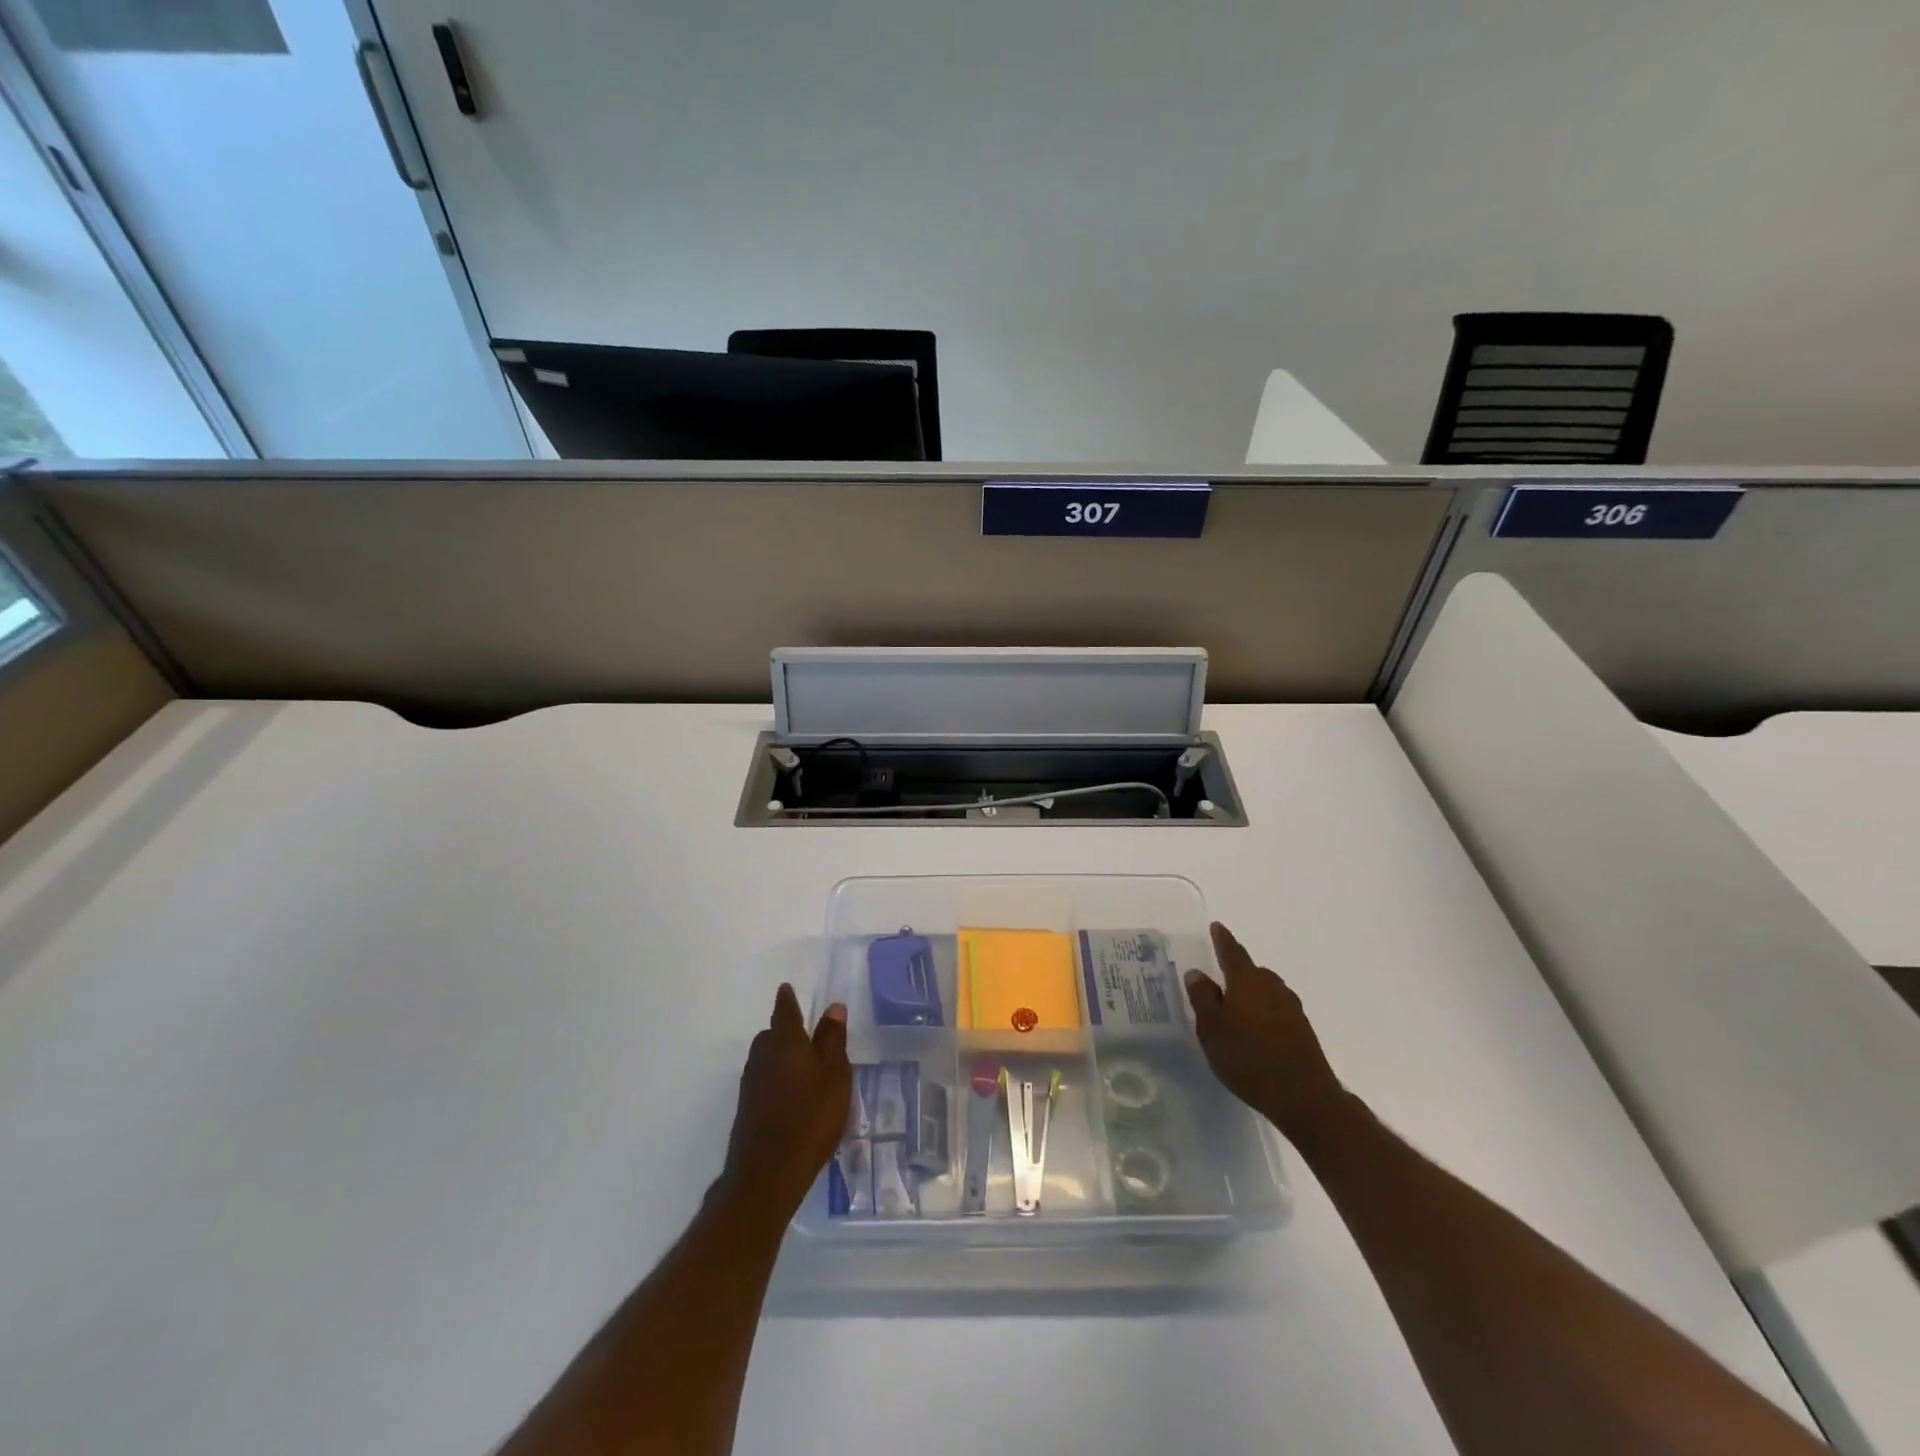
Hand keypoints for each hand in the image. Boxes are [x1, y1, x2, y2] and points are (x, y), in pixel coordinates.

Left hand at [719, 985, 851, 1224]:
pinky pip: (762, 1077)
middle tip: (804, 1033)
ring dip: (779, 1054)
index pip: (785, 1012)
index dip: (787, 999)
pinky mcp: (747, 1107)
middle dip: (784, 1029)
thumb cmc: (810, 1121)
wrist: (766, 1176)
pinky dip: (774, 1075)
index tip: (786, 988)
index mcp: (786, 1043)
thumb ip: (833, 1042)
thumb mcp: (835, 1079)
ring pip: (764, 1056)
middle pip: (771, 1034)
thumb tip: (833, 1007)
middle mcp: (762, 1057)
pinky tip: (790, 1093)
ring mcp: (751, 1083)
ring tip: (801, 1064)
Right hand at [1184, 922, 1349, 1144]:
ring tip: (1234, 1008)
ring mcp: (1291, 1008)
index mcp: (1247, 981)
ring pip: (1265, 991)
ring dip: (1250, 994)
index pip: (1232, 952)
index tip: (1217, 926)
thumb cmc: (1248, 1058)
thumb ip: (1203, 998)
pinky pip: (1275, 1009)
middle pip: (1251, 971)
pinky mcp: (1302, 1029)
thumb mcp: (1212, 1029)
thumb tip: (1198, 973)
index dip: (1222, 939)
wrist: (1304, 1097)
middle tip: (1217, 980)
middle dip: (1235, 972)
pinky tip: (1254, 1030)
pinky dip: (1263, 1012)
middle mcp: (1272, 986)